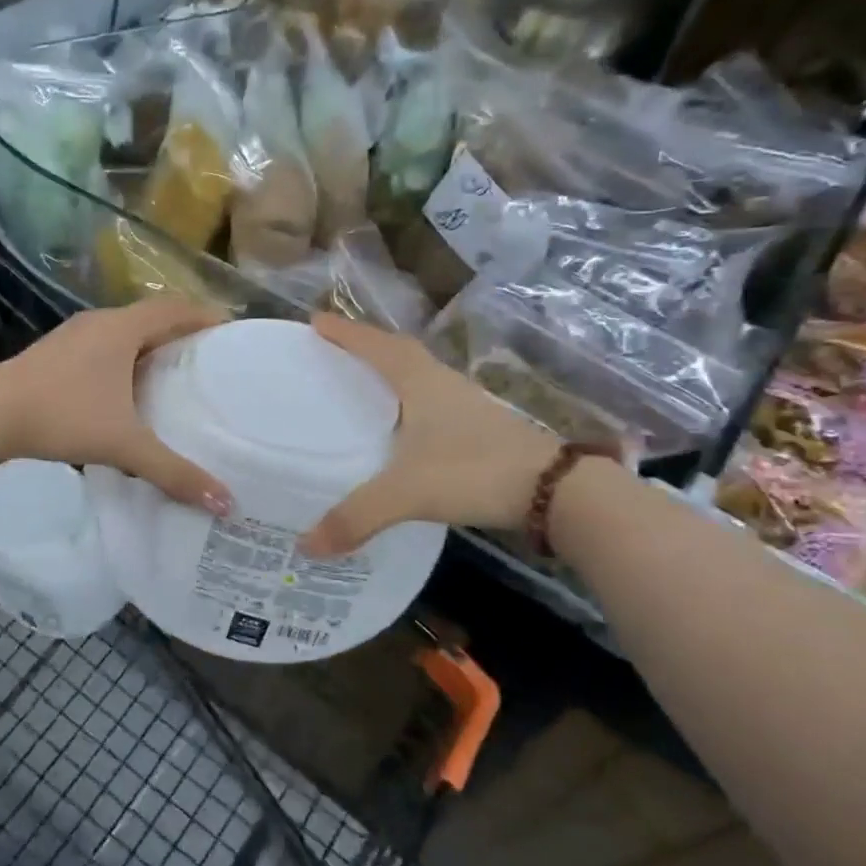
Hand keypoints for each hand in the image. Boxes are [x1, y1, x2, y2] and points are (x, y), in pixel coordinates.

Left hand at [0, 299, 233, 514]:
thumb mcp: (124, 445)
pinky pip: (100, 348)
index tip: (231, 333)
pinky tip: (124, 393)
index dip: (206, 317)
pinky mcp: (52, 354)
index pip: (176, 309)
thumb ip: (173, 472)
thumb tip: (225, 503)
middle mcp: (98, 323)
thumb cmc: (62, 416)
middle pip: (150, 318)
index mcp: (122, 329)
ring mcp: (71, 336)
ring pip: (122, 334)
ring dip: (148, 349)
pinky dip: (122, 362)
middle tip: (208, 361)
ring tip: (172, 377)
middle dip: (181, 334)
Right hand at [299, 314, 561, 554]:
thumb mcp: (408, 492)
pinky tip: (399, 426)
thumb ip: (358, 516)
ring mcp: (465, 406)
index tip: (316, 320)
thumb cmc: (475, 471)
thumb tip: (308, 545)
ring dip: (389, 372)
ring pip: (419, 376)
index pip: (376, 346)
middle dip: (366, 346)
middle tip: (334, 349)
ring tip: (359, 382)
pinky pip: (431, 401)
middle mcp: (442, 385)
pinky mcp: (479, 428)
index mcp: (421, 383)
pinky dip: (408, 402)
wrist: (557, 491)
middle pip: (398, 353)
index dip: (346, 332)